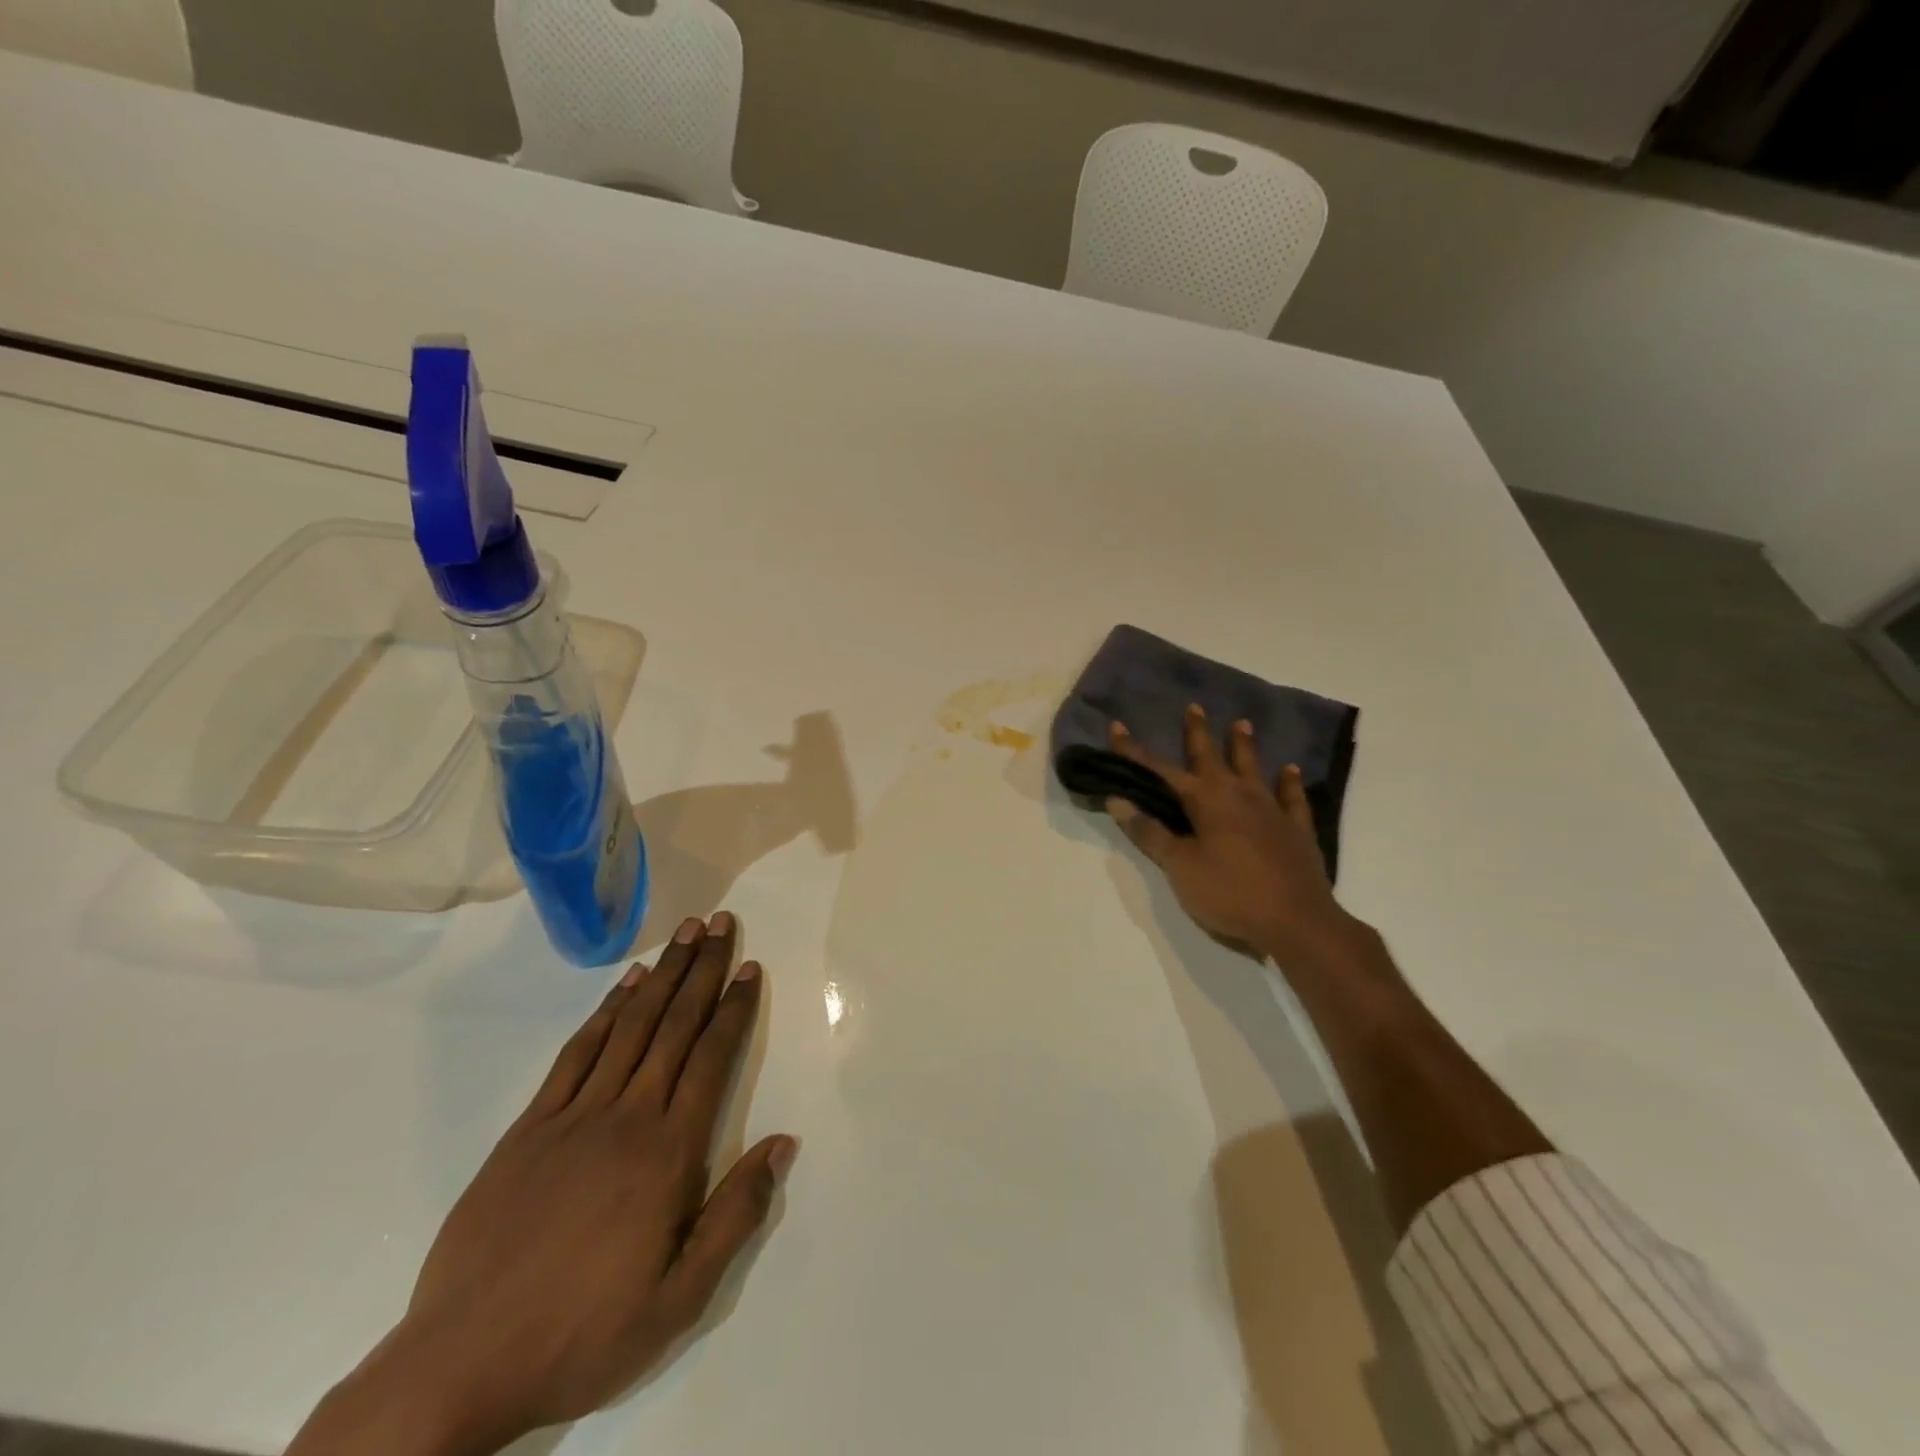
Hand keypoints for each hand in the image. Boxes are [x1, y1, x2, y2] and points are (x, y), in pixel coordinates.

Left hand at [289, 913, 795, 1455]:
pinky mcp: (530, 1126)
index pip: (712, 1059)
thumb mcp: (680, 1298)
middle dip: (703, 970)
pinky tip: (625, 985)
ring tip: (685, 934)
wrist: (461, 1363)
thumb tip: (783, 1143)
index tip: (749, 968)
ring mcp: (575, 1116)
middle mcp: (628, 1117)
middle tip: (722, 923)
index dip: (733, 1008)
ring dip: (662, 975)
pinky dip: (606, 1012)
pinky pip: (577, 1053)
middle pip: (675, 1026)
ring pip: (631, 1026)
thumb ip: (736, 1215)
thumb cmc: (585, 1332)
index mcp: (669, 1153)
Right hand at [1106, 706, 1354, 962]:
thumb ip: (1151, 832)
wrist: (1297, 922)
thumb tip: (1118, 799)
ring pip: (1253, 768)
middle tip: (1194, 707)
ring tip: (1242, 723)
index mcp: (1206, 801)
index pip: (1160, 770)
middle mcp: (1238, 795)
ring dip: (1244, 746)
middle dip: (1197, 733)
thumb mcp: (1180, 867)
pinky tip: (1291, 770)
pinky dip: (1290, 782)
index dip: (1135, 752)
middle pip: (1212, 757)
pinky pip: (1292, 798)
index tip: (1117, 727)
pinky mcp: (1296, 830)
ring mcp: (1272, 810)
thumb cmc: (1230, 893)